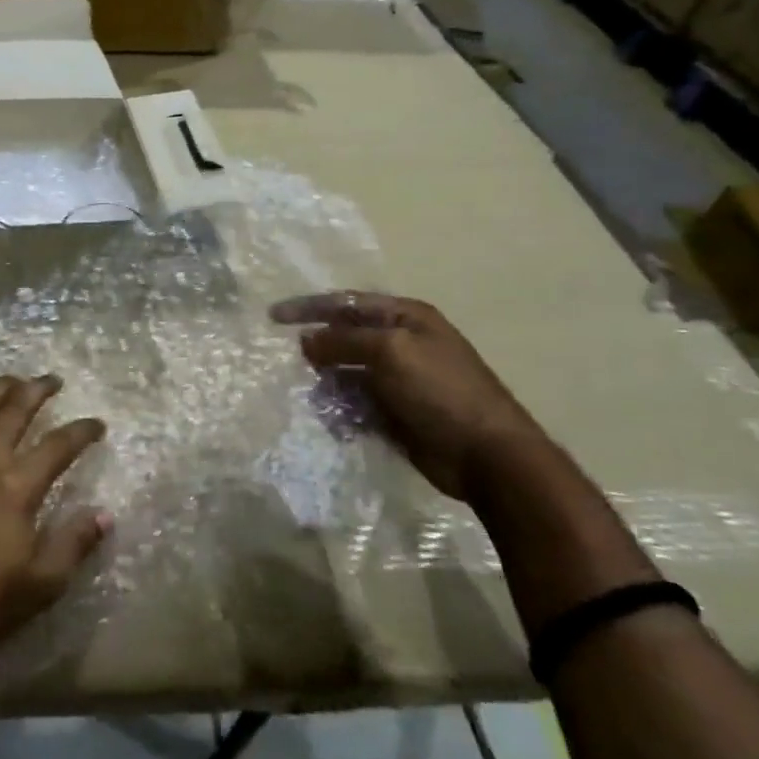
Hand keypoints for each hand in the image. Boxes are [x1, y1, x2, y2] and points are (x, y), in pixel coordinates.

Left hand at [0, 376, 109, 670]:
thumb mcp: (41, 583)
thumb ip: (74, 542)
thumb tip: (105, 514)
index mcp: (15, 488)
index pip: (58, 445)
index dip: (82, 431)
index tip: (97, 425)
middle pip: (14, 410)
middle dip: (38, 390)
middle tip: (54, 381)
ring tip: (15, 381)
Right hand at [271, 292, 548, 500]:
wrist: (485, 455)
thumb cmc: (440, 391)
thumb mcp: (390, 352)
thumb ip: (343, 341)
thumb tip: (305, 341)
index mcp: (405, 318)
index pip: (347, 303)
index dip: (309, 307)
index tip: (273, 316)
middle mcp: (400, 343)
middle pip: (344, 338)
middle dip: (317, 349)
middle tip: (290, 363)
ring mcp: (397, 380)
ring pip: (345, 374)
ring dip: (326, 385)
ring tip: (316, 400)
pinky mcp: (393, 413)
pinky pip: (354, 404)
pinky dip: (340, 411)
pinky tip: (335, 423)